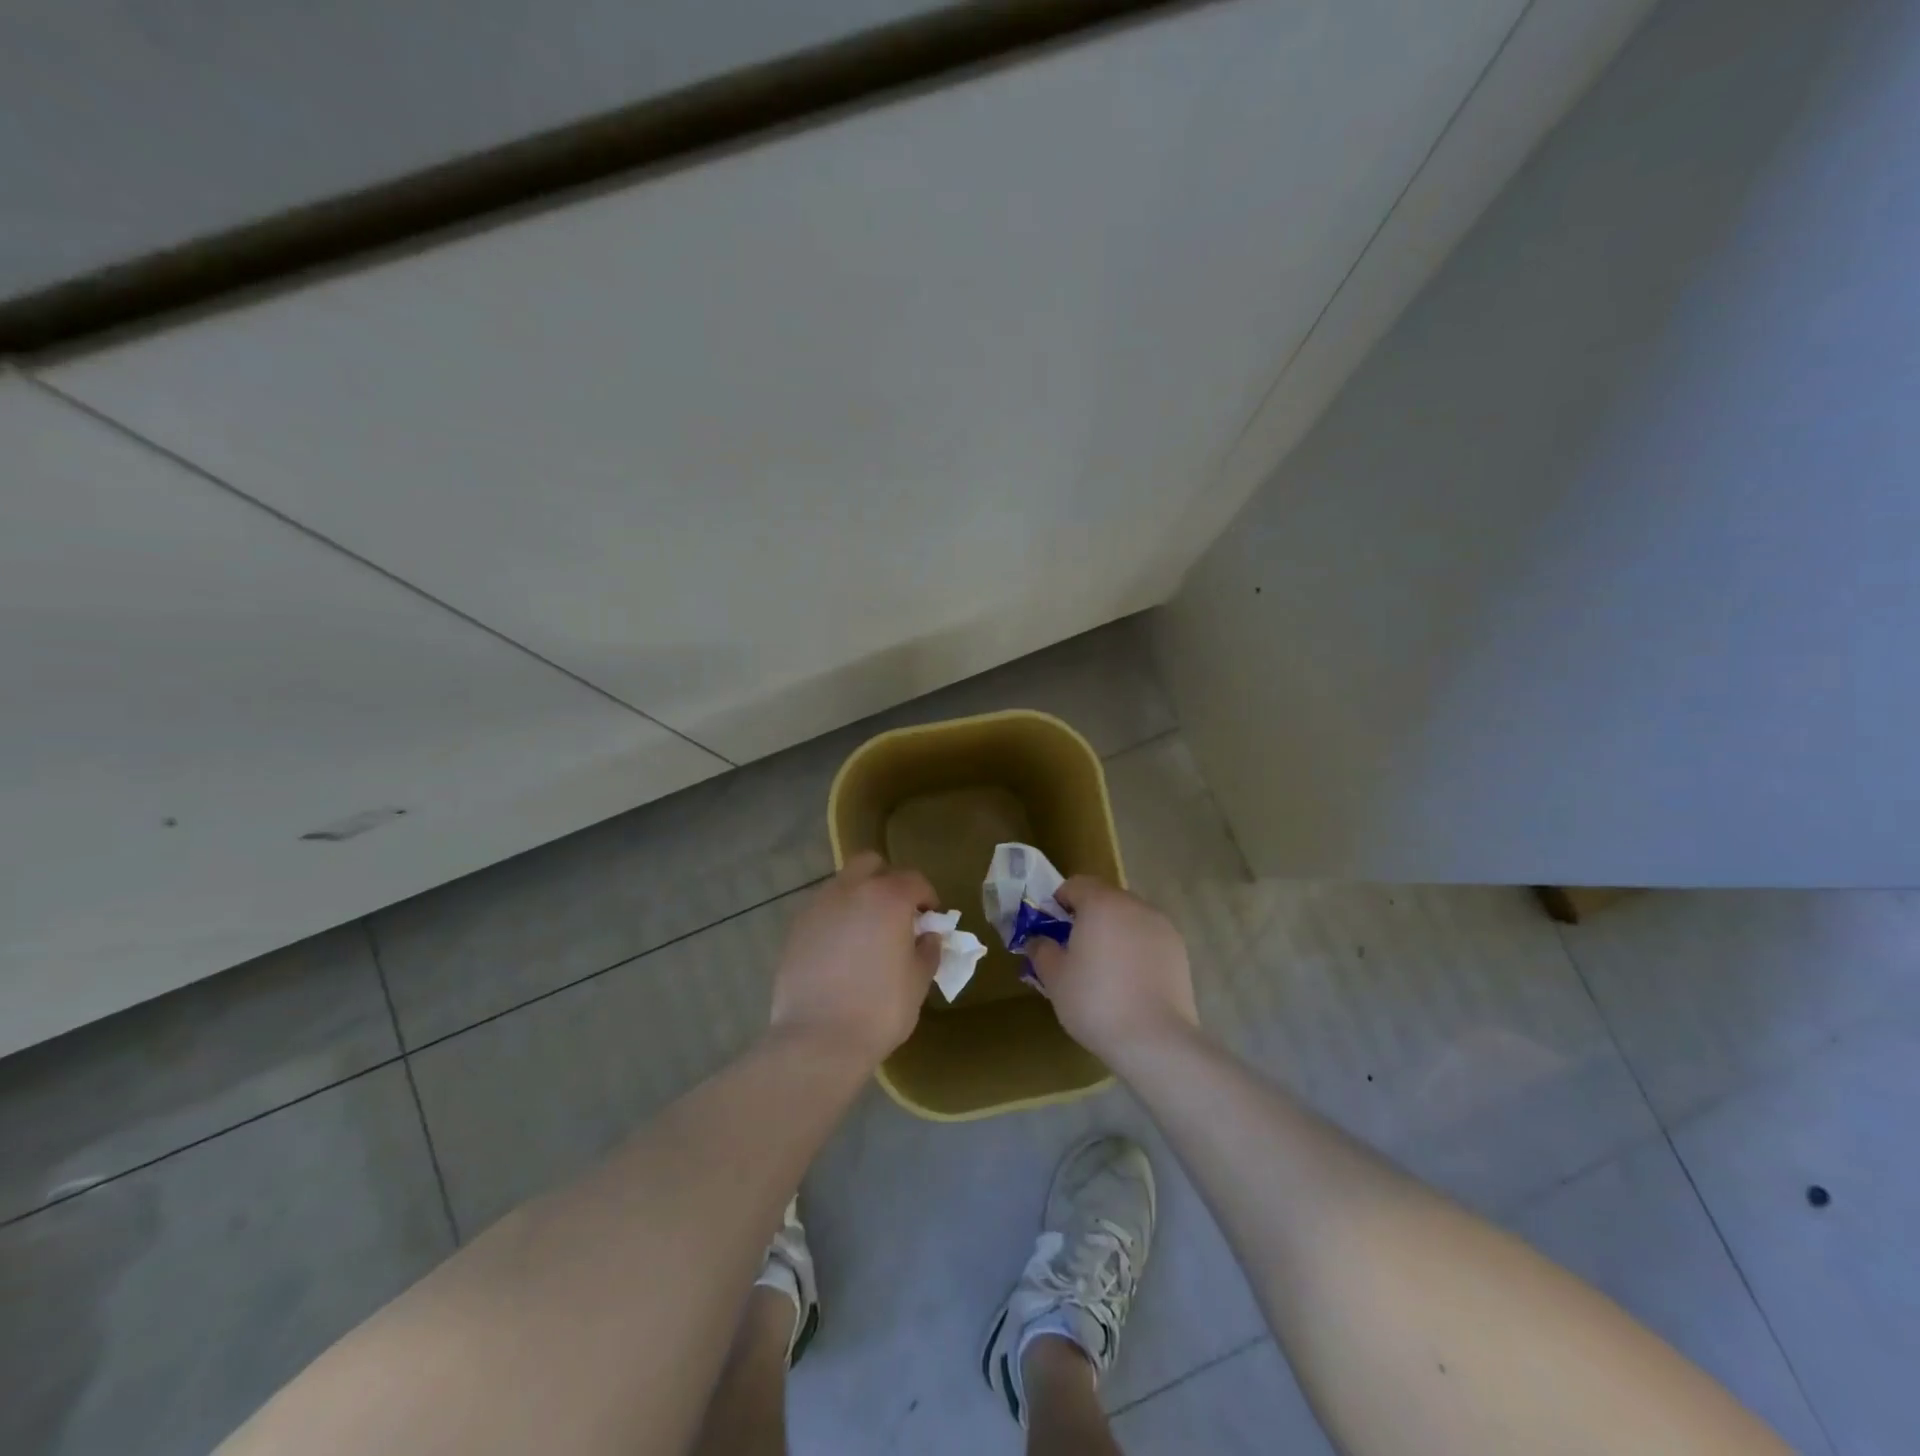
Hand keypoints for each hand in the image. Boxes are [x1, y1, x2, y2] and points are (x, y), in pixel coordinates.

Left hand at [769, 851, 940, 1065]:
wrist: (817, 1040)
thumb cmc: (880, 1010)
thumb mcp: (918, 982)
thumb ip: (927, 951)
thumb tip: (927, 937)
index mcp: (887, 897)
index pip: (914, 879)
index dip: (926, 897)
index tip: (930, 918)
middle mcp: (850, 890)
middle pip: (870, 864)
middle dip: (887, 879)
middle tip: (896, 912)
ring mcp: (817, 907)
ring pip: (842, 884)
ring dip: (858, 897)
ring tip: (865, 933)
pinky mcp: (795, 929)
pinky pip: (821, 910)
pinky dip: (835, 919)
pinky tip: (840, 951)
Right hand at [1028, 877, 1197, 1062]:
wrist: (1155, 1039)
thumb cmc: (1095, 1001)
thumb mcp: (1054, 977)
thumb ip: (1041, 949)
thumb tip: (1038, 939)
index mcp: (1101, 903)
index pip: (1075, 884)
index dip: (1059, 902)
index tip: (1052, 929)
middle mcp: (1134, 905)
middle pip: (1104, 898)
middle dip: (1087, 916)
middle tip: (1075, 949)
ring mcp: (1161, 926)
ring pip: (1129, 917)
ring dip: (1113, 931)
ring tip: (1105, 967)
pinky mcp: (1179, 950)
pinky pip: (1148, 937)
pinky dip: (1136, 948)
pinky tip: (1130, 980)